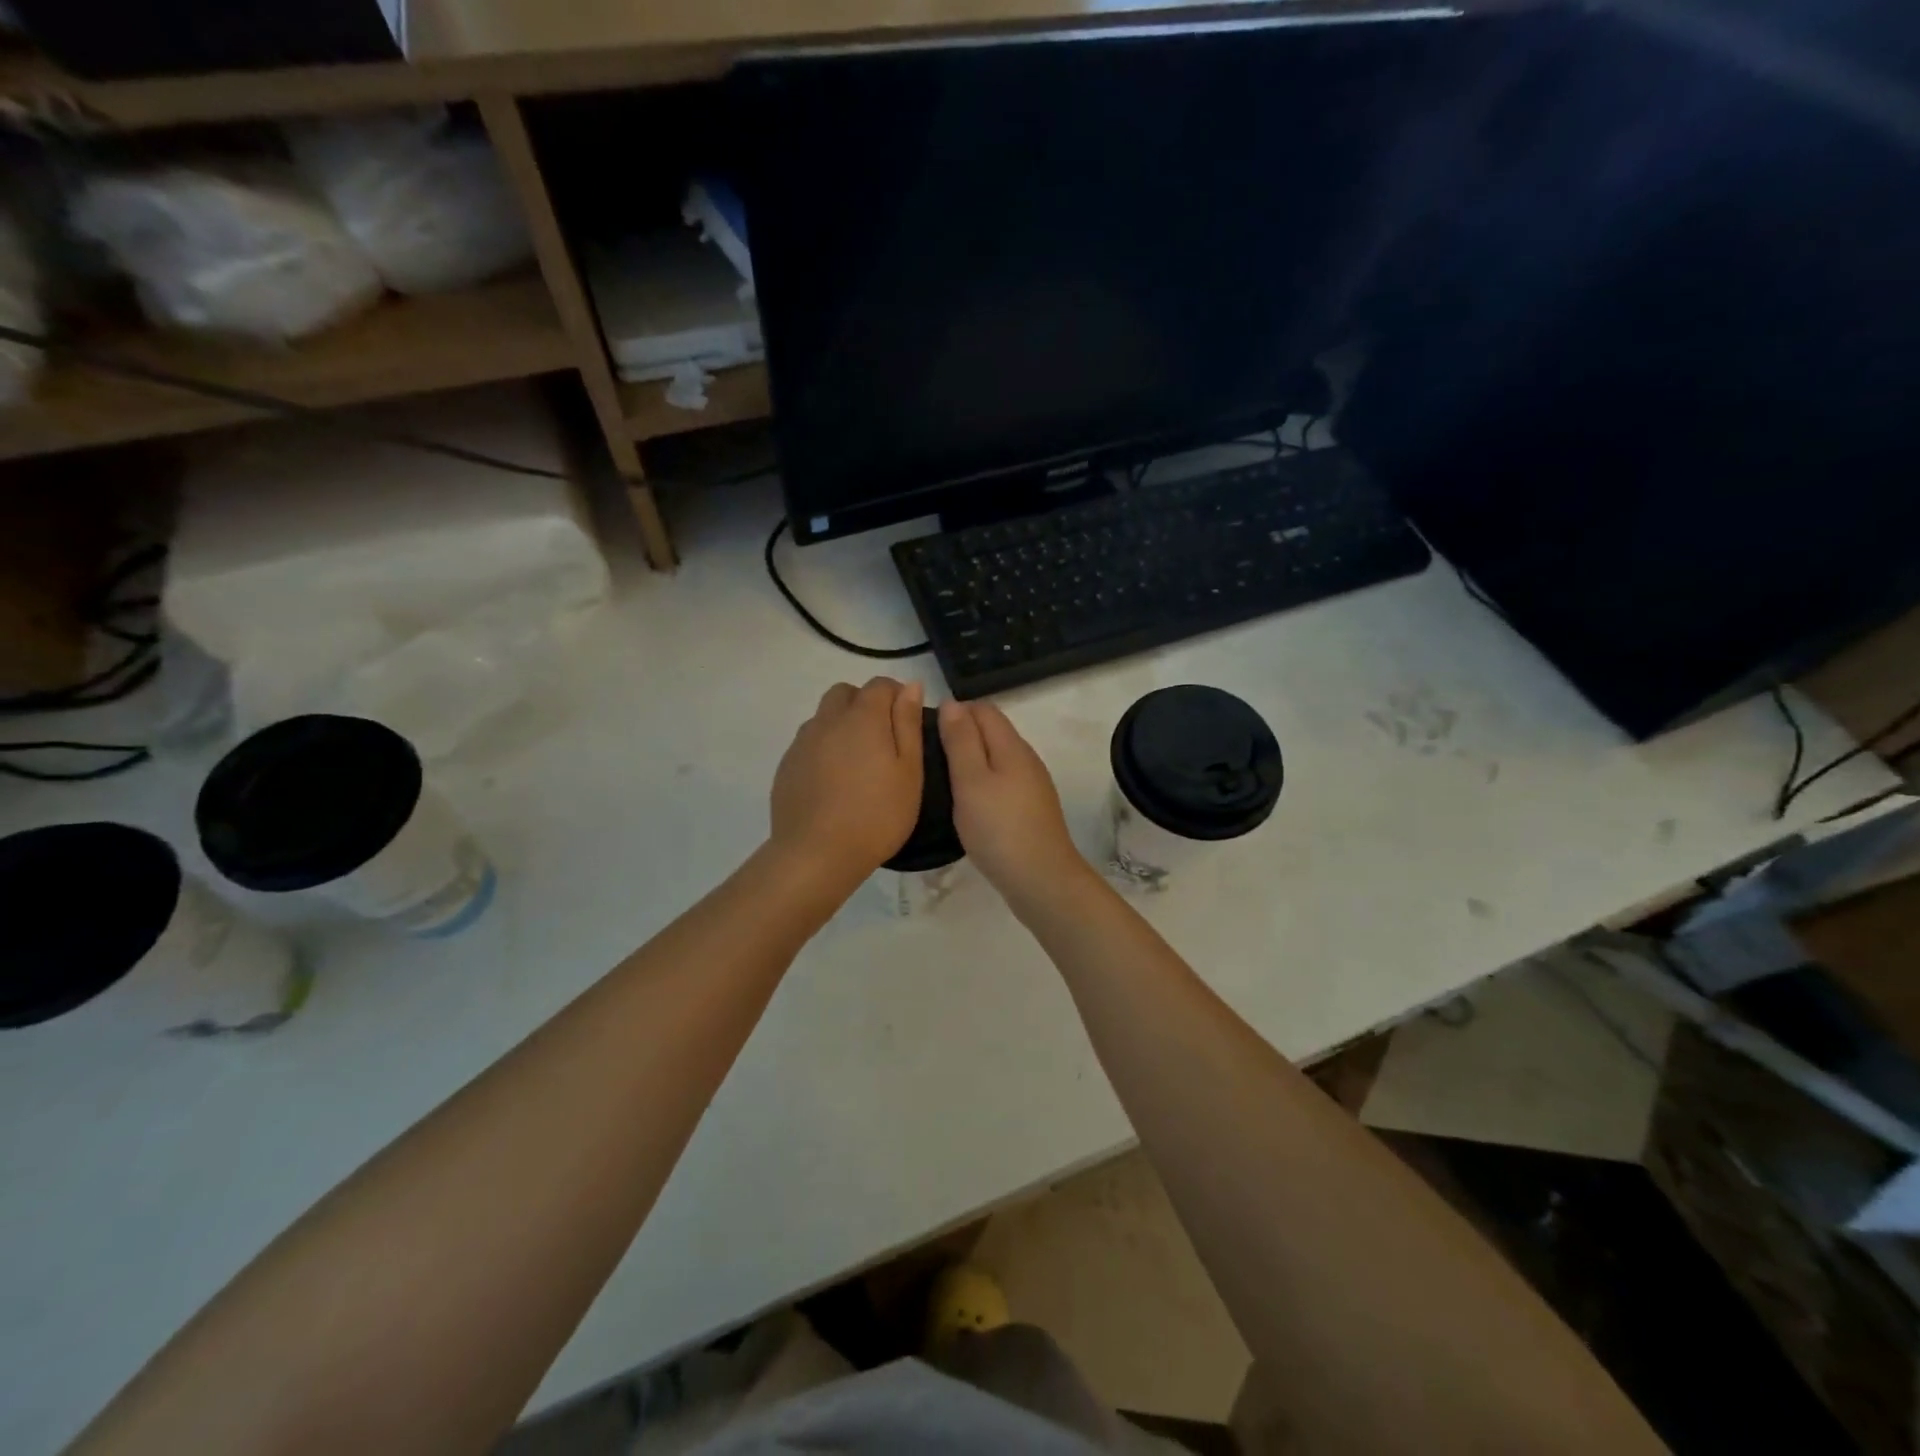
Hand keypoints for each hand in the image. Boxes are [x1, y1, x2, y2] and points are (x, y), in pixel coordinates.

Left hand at [770, 678, 924, 890]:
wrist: (817, 854)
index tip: (907, 721)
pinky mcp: (787, 766)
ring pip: (824, 717)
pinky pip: (808, 743)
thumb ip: (908, 724)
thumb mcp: (909, 771)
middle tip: (882, 739)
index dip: (896, 695)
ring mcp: (802, 743)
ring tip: (857, 762)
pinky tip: (834, 782)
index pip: (880, 685)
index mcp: (862, 718)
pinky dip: (824, 749)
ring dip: (842, 725)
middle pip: (845, 693)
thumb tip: (910, 686)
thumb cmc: (877, 814)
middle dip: (864, 703)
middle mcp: (827, 720)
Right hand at [939, 700, 1088, 905]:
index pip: (983, 709)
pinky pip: (1001, 782)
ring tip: (941, 780)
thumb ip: (961, 741)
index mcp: (1012, 746)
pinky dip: (982, 783)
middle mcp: (1025, 759)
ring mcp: (1031, 786)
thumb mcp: (971, 781)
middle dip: (961, 734)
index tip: (925, 732)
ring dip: (970, 761)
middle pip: (991, 732)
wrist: (1041, 880)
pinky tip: (966, 803)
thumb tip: (951, 703)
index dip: (954, 712)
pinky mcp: (1030, 809)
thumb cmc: (999, 828)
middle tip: (927, 757)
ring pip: (996, 758)